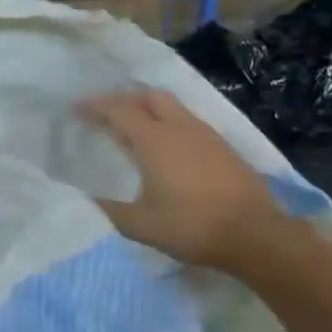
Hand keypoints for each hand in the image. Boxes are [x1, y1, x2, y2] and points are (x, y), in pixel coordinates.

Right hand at [81, 88, 291, 266]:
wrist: (256, 235)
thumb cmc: (192, 227)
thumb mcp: (140, 225)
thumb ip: (108, 210)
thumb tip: (84, 199)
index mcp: (155, 140)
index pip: (118, 110)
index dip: (95, 106)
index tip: (76, 107)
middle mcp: (180, 128)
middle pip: (149, 96)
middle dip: (124, 99)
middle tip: (106, 113)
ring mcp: (205, 135)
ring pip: (172, 107)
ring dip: (148, 110)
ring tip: (133, 128)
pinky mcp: (223, 147)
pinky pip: (187, 122)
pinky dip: (168, 124)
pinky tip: (166, 147)